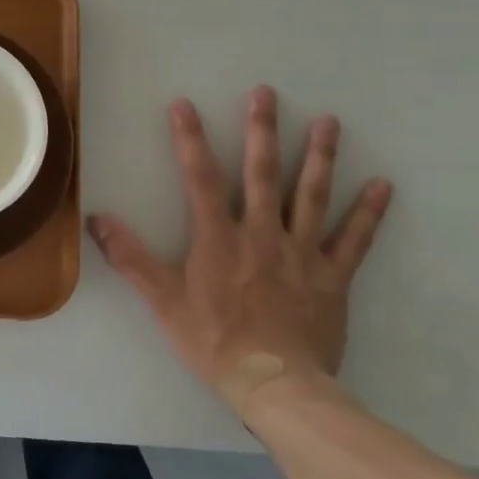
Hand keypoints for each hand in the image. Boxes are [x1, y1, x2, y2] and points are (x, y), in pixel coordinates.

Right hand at [88, 85, 392, 409]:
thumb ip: (130, 257)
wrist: (276, 385)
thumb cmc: (213, 340)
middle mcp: (262, 234)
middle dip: (262, 130)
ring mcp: (303, 254)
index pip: (201, 178)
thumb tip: (96, 220)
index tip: (184, 104)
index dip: (189, 139)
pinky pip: (355, 240)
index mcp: (218, 238)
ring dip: (320, 156)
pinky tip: (382, 185)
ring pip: (312, 196)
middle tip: (266, 93)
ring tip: (329, 121)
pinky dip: (368, 212)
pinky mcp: (334, 277)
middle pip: (262, 174)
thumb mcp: (162, 301)